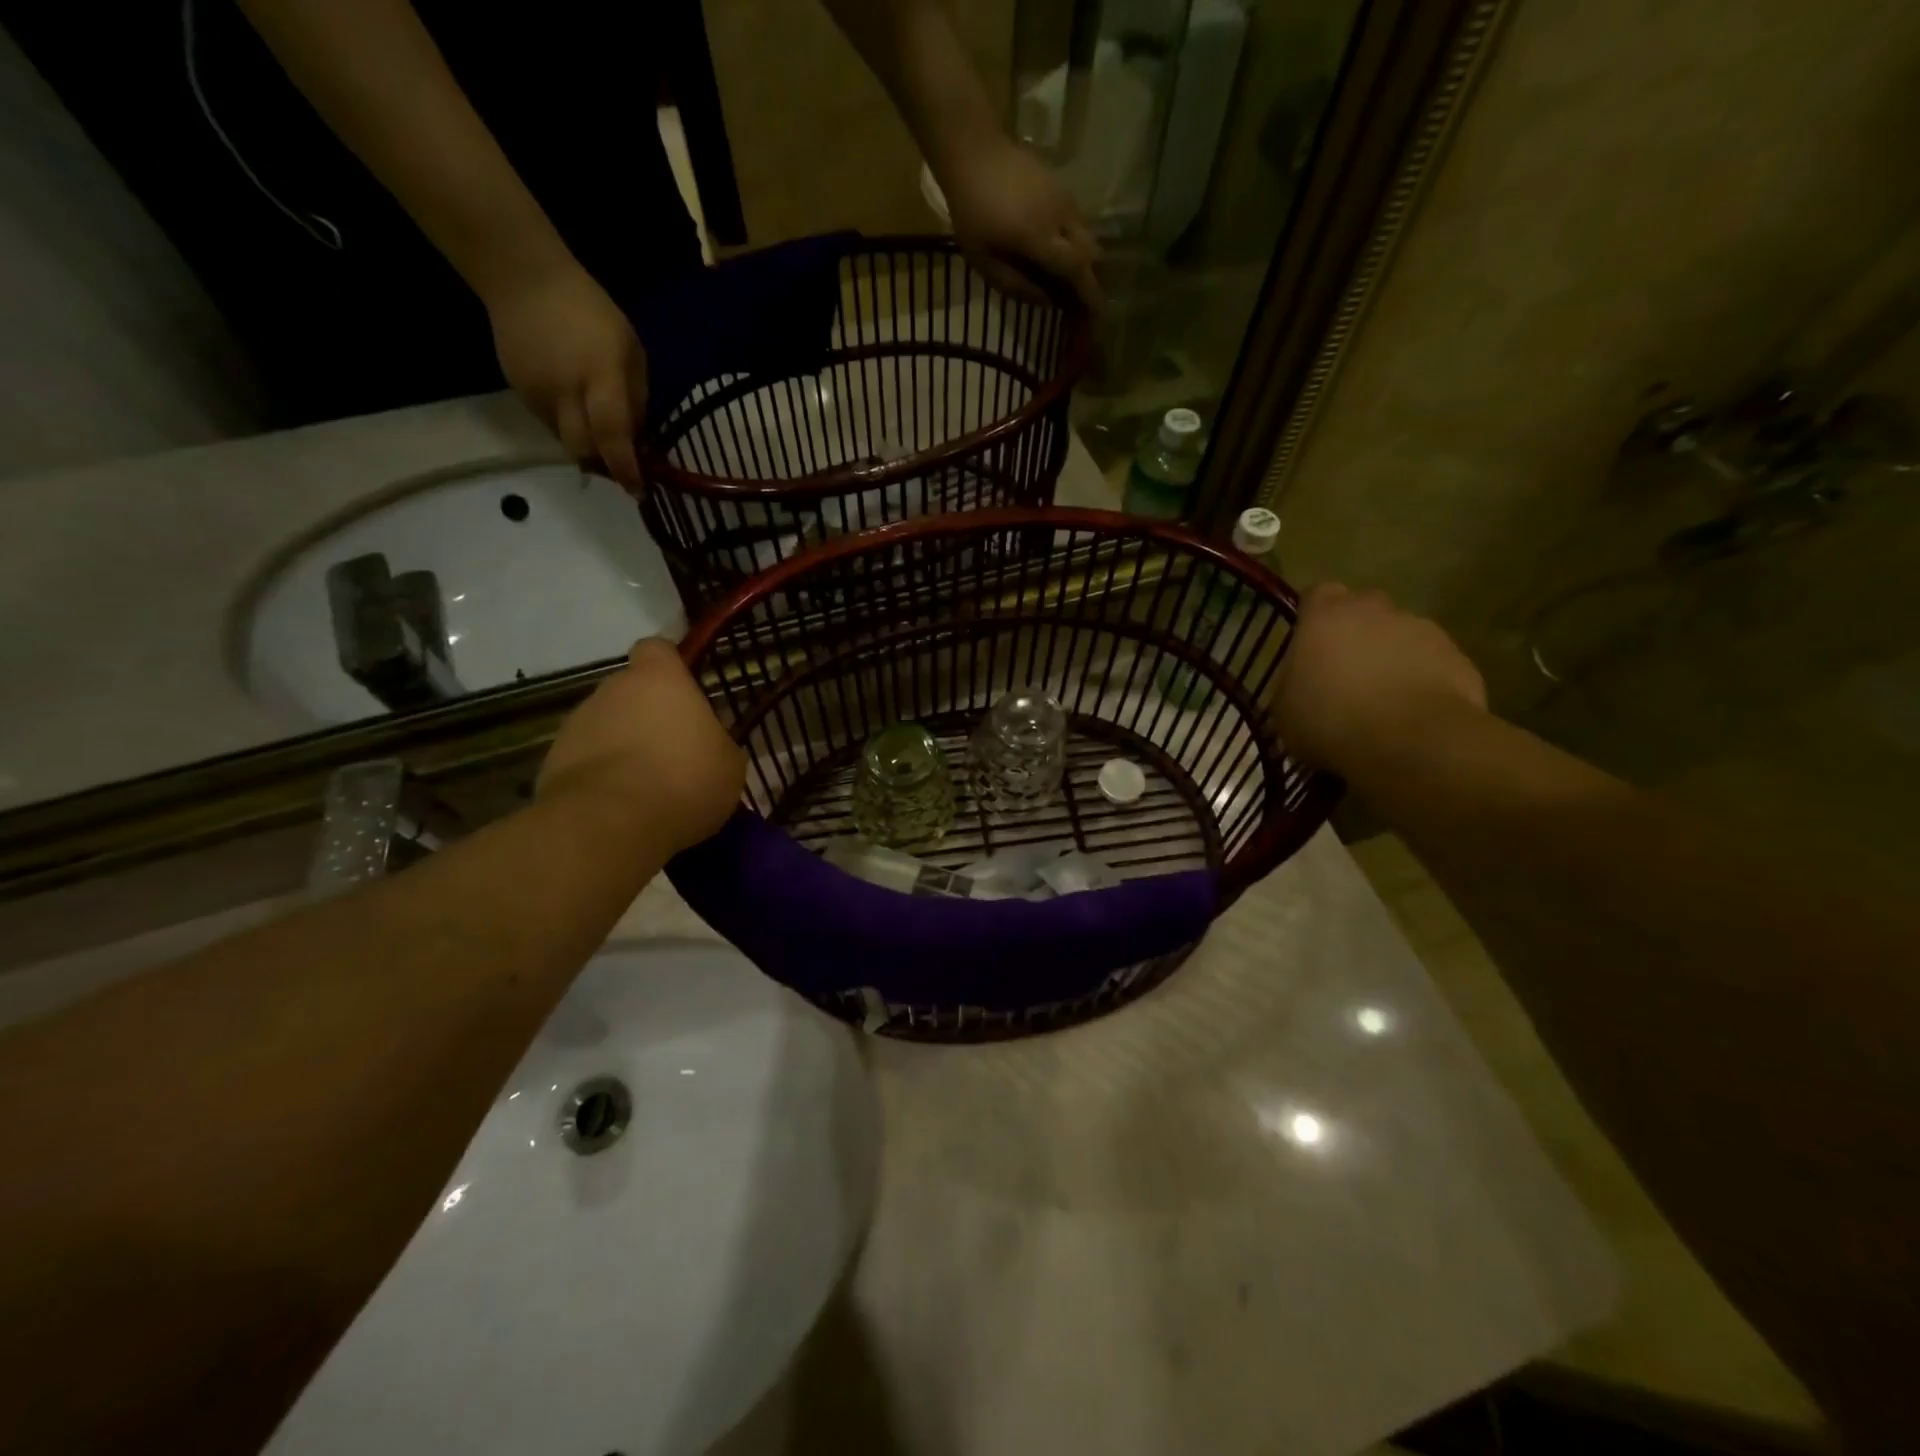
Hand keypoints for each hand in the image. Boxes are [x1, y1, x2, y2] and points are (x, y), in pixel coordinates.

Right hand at [487, 262, 647, 488]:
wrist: (523, 279)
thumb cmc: (591, 312)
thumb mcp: (631, 352)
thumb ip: (636, 399)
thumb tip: (638, 440)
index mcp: (600, 379)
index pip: (612, 436)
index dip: (625, 469)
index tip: (639, 490)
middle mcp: (566, 393)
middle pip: (584, 452)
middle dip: (606, 468)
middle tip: (623, 468)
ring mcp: (538, 395)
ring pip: (566, 442)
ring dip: (588, 449)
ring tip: (603, 439)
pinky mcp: (520, 393)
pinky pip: (551, 425)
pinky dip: (570, 429)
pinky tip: (577, 411)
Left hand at [538, 640, 745, 852]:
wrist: (610, 824)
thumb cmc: (683, 780)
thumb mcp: (729, 764)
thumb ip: (717, 743)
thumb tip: (707, 744)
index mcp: (659, 680)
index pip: (657, 649)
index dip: (670, 666)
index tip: (684, 691)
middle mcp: (612, 689)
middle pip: (630, 691)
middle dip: (647, 715)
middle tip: (673, 751)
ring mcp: (576, 724)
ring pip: (606, 726)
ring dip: (623, 747)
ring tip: (646, 787)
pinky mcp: (552, 761)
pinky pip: (586, 761)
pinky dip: (601, 777)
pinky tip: (620, 807)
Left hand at [937, 138, 1100, 309]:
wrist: (974, 149)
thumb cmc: (971, 210)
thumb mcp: (983, 259)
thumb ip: (1015, 284)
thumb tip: (1047, 302)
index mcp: (1040, 236)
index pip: (1076, 269)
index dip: (1089, 293)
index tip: (1096, 313)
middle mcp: (1061, 216)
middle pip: (1090, 254)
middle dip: (1091, 280)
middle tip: (1081, 301)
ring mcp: (1065, 198)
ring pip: (1088, 236)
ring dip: (1083, 261)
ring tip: (1069, 279)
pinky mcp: (1062, 187)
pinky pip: (1078, 222)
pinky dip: (1076, 243)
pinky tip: (1059, 253)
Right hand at [1271, 583, 1487, 774]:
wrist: (1411, 741)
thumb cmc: (1331, 719)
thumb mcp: (1284, 710)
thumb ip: (1292, 684)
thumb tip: (1300, 683)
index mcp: (1326, 616)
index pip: (1317, 594)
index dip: (1314, 616)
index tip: (1310, 643)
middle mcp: (1375, 610)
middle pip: (1364, 610)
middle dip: (1356, 633)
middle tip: (1346, 673)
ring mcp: (1422, 629)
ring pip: (1401, 635)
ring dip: (1391, 658)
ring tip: (1383, 700)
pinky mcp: (1457, 657)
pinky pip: (1432, 663)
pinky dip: (1422, 680)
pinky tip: (1412, 714)